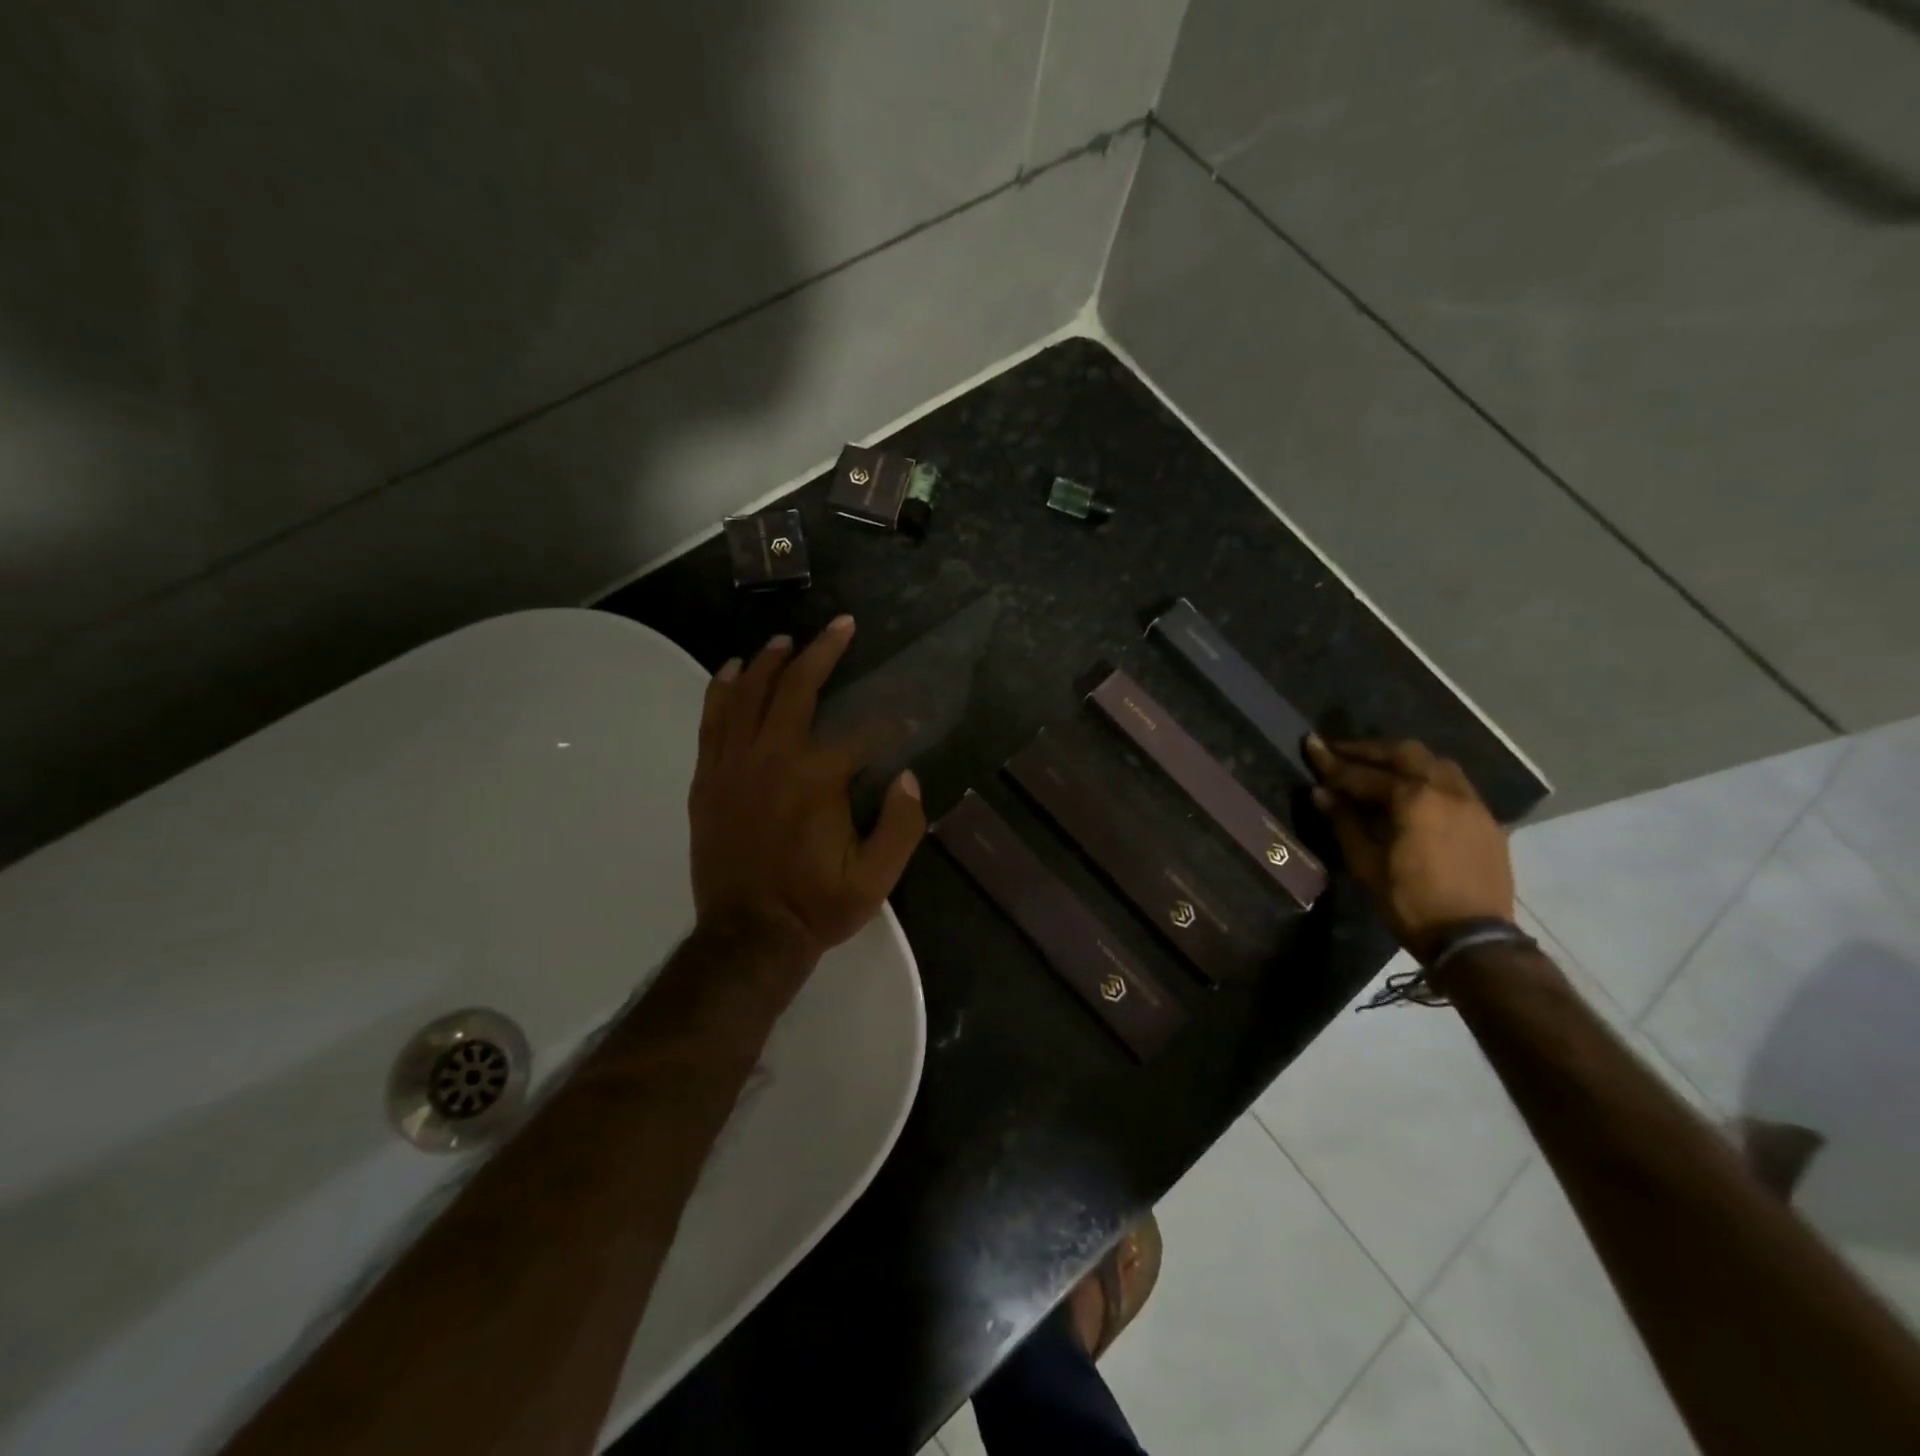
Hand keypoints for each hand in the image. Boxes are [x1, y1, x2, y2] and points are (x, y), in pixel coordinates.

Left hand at [689, 616, 925, 966]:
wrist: (747, 937)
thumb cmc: (815, 906)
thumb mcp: (876, 878)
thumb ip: (902, 826)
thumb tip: (910, 778)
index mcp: (817, 780)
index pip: (861, 735)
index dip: (889, 726)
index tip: (905, 723)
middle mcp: (772, 759)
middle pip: (796, 689)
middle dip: (823, 652)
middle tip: (841, 625)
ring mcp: (733, 766)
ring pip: (749, 695)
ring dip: (770, 662)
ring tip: (786, 639)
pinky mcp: (708, 779)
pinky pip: (713, 720)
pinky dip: (724, 689)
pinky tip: (734, 669)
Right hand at [1305, 736, 1512, 961]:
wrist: (1474, 939)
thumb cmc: (1410, 902)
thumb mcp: (1366, 864)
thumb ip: (1344, 822)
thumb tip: (1321, 792)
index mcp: (1414, 799)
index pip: (1364, 774)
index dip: (1333, 762)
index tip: (1311, 745)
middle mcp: (1447, 790)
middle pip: (1406, 753)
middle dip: (1371, 750)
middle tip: (1343, 752)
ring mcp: (1472, 804)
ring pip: (1436, 764)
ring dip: (1404, 761)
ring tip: (1379, 769)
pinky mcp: (1486, 821)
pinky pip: (1455, 785)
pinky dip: (1428, 779)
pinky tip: (1413, 795)